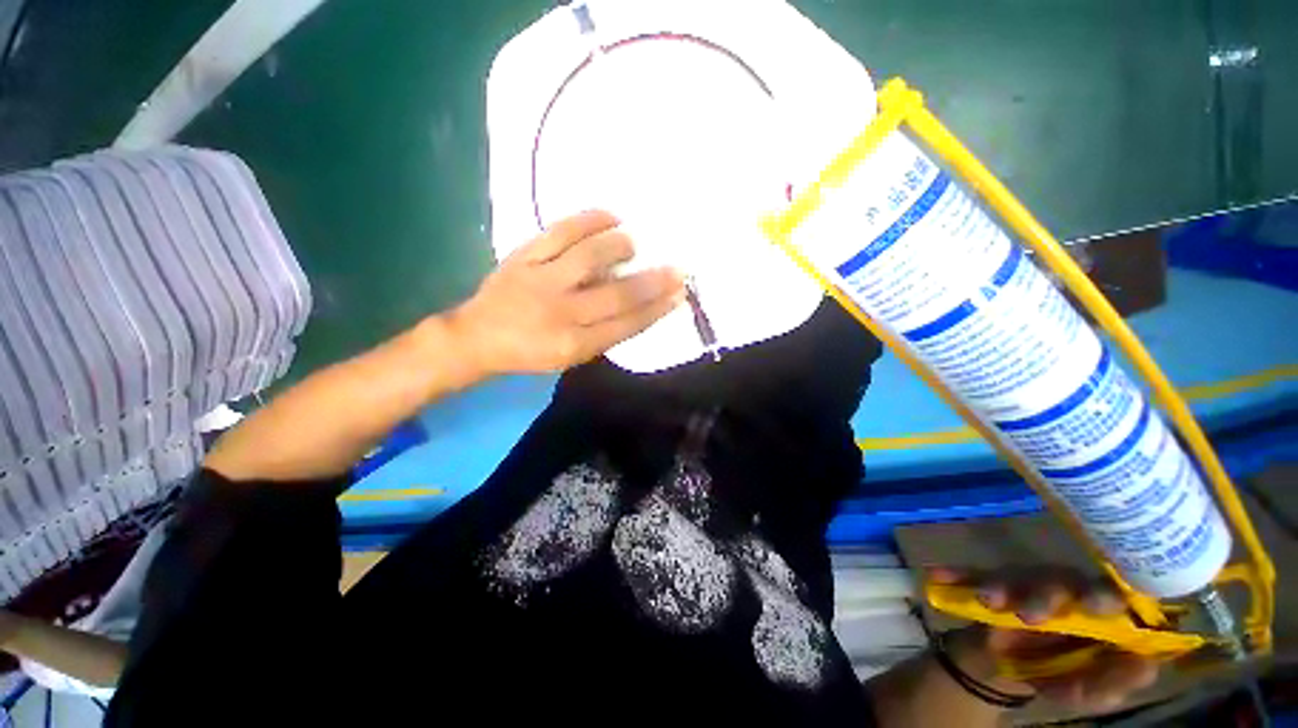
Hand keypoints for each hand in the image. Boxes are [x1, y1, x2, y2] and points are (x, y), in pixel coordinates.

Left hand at [450, 211, 685, 375]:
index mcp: (574, 344)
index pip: (626, 325)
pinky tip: (610, 216)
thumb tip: (637, 306)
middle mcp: (561, 312)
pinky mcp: (523, 256)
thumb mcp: (570, 357)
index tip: (679, 294)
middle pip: (616, 294)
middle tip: (677, 269)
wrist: (476, 337)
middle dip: (653, 282)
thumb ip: (603, 335)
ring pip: (589, 257)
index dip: (656, 309)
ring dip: (620, 247)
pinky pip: (559, 231)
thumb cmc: (529, 352)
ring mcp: (541, 280)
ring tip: (633, 243)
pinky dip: (588, 221)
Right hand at [929, 567, 1159, 712]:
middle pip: (1058, 579)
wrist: (996, 670)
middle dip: (1044, 592)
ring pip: (1014, 575)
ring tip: (987, 601)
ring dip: (1001, 585)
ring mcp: (1019, 585)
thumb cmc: (1051, 677)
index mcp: (1092, 613)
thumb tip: (1147, 664)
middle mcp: (1059, 591)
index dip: (1105, 594)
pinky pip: (970, 573)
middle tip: (1028, 614)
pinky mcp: (985, 583)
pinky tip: (937, 575)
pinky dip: (957, 574)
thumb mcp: (1083, 691)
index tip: (1094, 606)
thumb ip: (1113, 683)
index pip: (1107, 594)